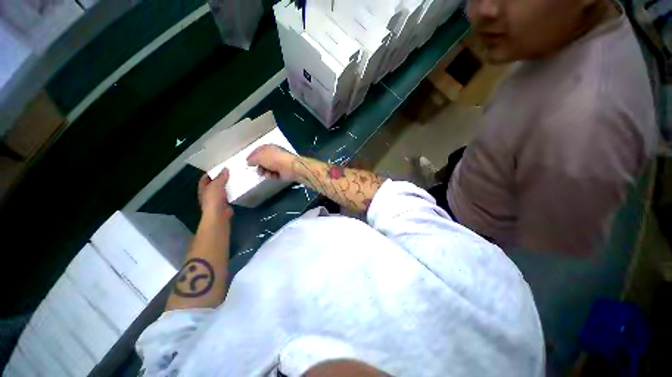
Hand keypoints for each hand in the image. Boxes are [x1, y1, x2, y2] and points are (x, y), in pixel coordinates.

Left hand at [198, 169, 233, 219]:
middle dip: (222, 178)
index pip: (205, 178)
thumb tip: (225, 169)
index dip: (212, 173)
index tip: (220, 168)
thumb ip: (221, 177)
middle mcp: (209, 193)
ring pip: (223, 189)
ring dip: (229, 185)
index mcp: (203, 188)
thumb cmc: (214, 199)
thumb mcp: (216, 185)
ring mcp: (217, 199)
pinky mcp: (225, 203)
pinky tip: (239, 188)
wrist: (219, 214)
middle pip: (215, 183)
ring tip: (237, 179)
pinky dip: (233, 192)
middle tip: (231, 172)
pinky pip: (229, 195)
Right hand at [247, 144, 296, 180]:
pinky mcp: (282, 171)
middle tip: (258, 170)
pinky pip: (273, 174)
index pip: (258, 150)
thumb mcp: (260, 156)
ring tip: (266, 173)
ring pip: (267, 169)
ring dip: (265, 172)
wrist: (290, 167)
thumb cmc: (274, 159)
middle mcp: (274, 154)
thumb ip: (252, 158)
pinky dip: (272, 175)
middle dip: (259, 166)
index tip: (247, 162)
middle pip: (262, 161)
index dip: (252, 156)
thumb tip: (249, 162)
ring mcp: (278, 163)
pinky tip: (273, 175)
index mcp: (269, 147)